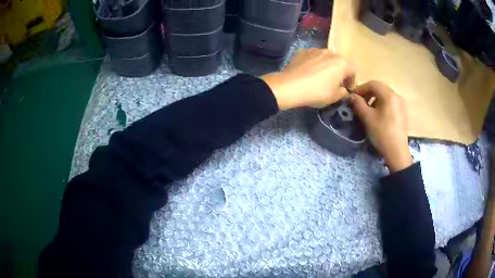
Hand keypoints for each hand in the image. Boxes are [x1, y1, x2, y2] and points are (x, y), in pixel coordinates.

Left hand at [262, 48, 355, 109]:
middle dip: (340, 72)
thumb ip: (343, 93)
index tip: (347, 89)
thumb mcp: (334, 97)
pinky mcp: (303, 51)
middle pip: (340, 62)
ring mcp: (315, 50)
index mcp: (342, 63)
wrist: (290, 86)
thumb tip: (344, 91)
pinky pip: (313, 57)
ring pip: (326, 58)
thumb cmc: (317, 92)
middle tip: (335, 83)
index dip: (352, 81)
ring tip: (321, 77)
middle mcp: (330, 52)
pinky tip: (308, 73)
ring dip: (327, 66)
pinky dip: (314, 64)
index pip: (353, 70)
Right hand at [349, 81, 412, 172]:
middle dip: (368, 93)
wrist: (397, 152)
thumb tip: (351, 96)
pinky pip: (391, 102)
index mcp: (389, 94)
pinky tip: (379, 115)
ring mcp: (402, 104)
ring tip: (369, 110)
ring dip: (375, 99)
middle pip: (380, 88)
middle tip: (360, 103)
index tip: (353, 97)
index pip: (372, 84)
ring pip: (386, 95)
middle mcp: (397, 95)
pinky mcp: (403, 112)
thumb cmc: (381, 133)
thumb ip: (358, 104)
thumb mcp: (367, 118)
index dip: (361, 88)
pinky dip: (383, 104)